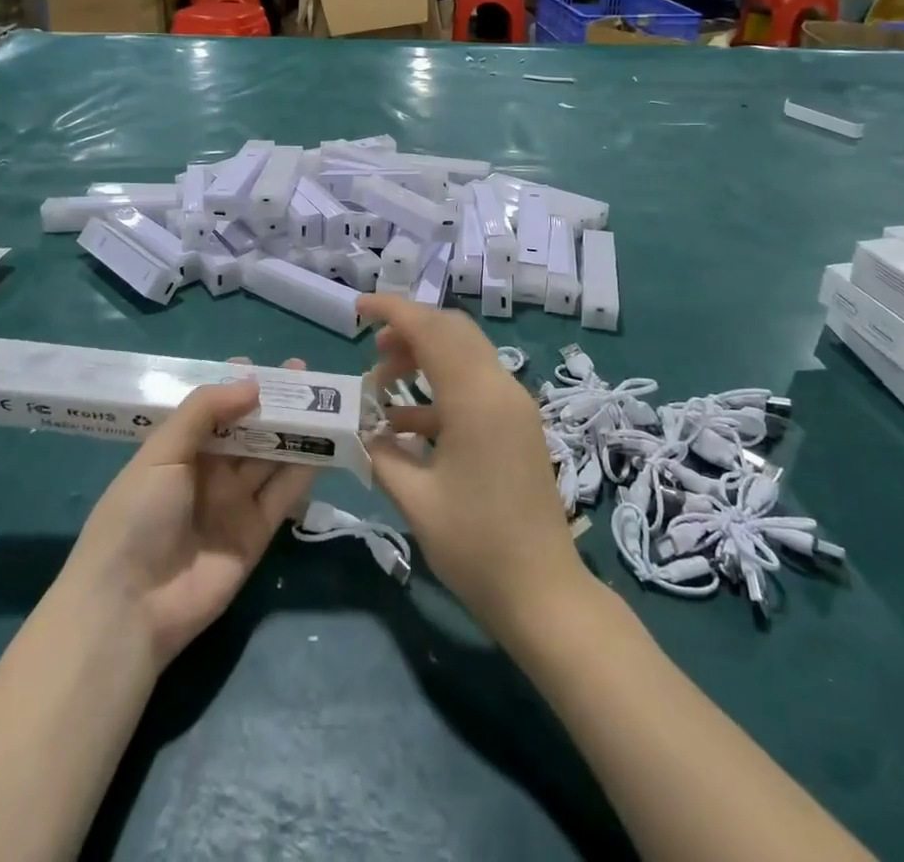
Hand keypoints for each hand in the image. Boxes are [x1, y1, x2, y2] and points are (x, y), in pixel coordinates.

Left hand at [61, 361, 316, 666]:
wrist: (130, 607)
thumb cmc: (136, 516)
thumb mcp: (162, 453)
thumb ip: (206, 411)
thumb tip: (254, 382)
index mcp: (180, 449)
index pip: (216, 409)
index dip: (241, 386)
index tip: (271, 365)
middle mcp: (210, 471)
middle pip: (249, 429)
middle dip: (276, 402)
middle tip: (307, 375)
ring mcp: (234, 502)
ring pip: (272, 457)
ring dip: (296, 430)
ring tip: (326, 401)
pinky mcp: (257, 532)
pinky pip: (284, 493)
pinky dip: (305, 469)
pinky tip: (326, 442)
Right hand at [357, 297, 589, 644]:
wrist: (544, 595)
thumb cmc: (476, 548)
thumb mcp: (415, 500)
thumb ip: (382, 453)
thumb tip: (363, 430)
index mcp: (476, 399)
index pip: (432, 330)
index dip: (393, 310)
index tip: (359, 308)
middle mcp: (501, 389)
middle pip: (453, 331)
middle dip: (409, 330)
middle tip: (372, 350)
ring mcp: (515, 406)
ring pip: (465, 355)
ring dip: (424, 357)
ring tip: (383, 386)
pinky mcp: (517, 425)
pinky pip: (475, 385)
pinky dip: (440, 389)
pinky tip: (407, 424)